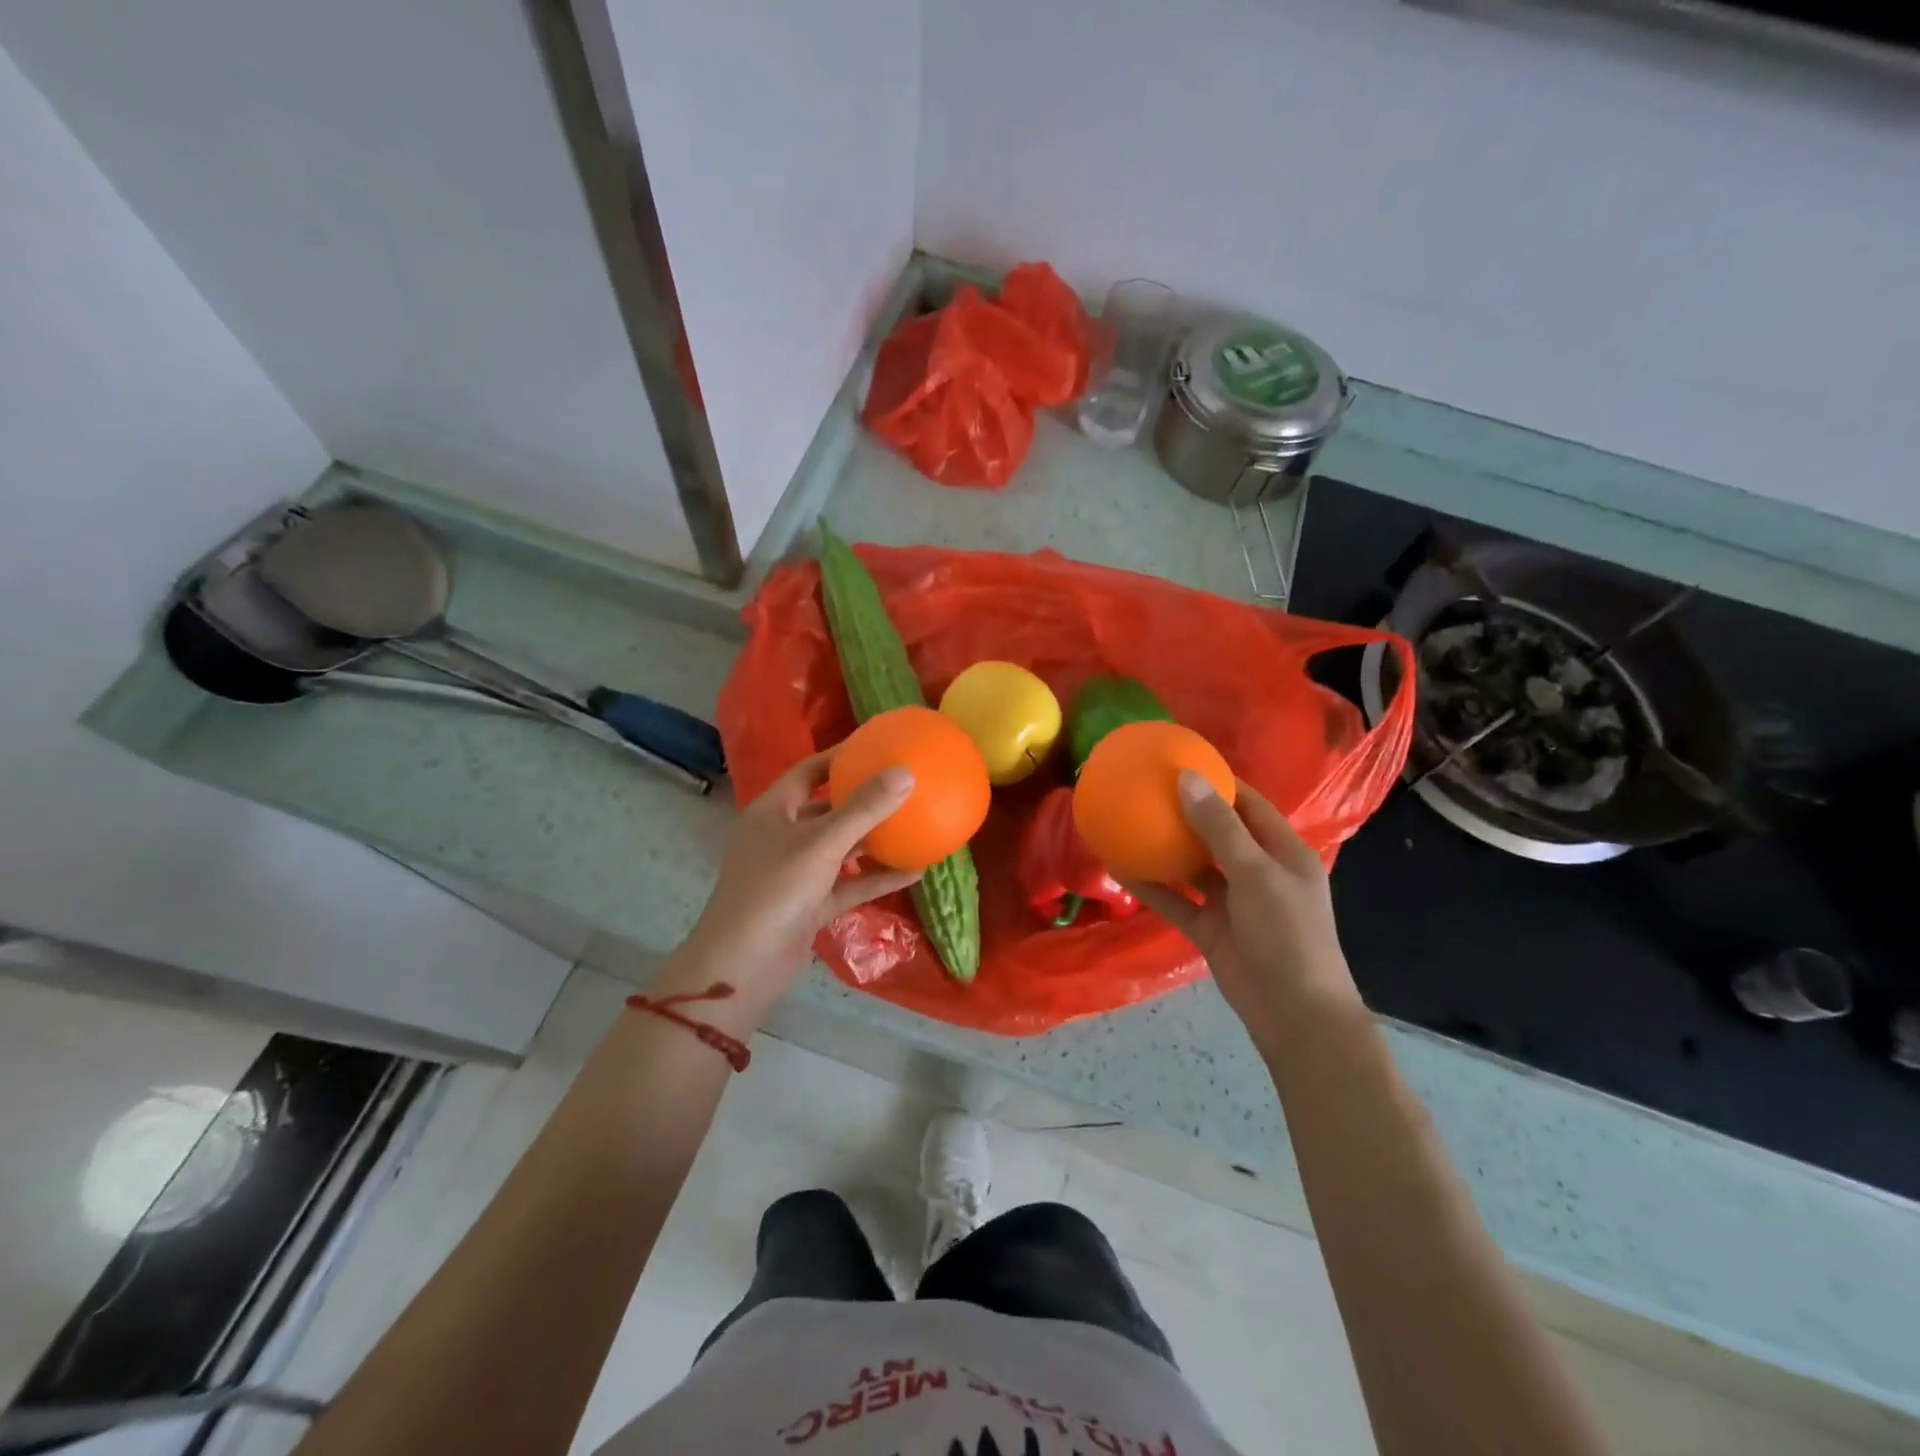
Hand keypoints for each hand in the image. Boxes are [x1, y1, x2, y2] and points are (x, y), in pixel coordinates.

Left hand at [664, 750, 920, 1022]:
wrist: (742, 967)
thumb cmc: (774, 890)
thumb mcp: (821, 843)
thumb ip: (863, 808)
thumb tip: (906, 772)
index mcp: (774, 811)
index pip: (808, 771)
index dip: (839, 756)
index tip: (876, 746)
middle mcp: (784, 837)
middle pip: (827, 808)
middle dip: (862, 798)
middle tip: (902, 784)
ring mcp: (797, 873)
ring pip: (841, 848)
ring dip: (874, 839)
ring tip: (915, 823)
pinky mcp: (811, 905)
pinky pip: (849, 883)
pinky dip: (877, 877)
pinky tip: (915, 871)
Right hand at [1125, 773, 1361, 1050]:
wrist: (1294, 1015)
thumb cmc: (1287, 935)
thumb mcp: (1256, 874)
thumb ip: (1219, 827)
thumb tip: (1186, 777)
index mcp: (1282, 851)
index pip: (1249, 804)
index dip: (1219, 781)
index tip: (1180, 761)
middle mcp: (1257, 871)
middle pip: (1217, 832)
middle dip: (1185, 811)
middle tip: (1146, 788)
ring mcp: (1232, 901)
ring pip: (1193, 866)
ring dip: (1165, 848)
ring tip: (1128, 822)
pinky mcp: (1210, 928)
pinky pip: (1176, 900)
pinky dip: (1152, 886)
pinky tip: (1120, 869)